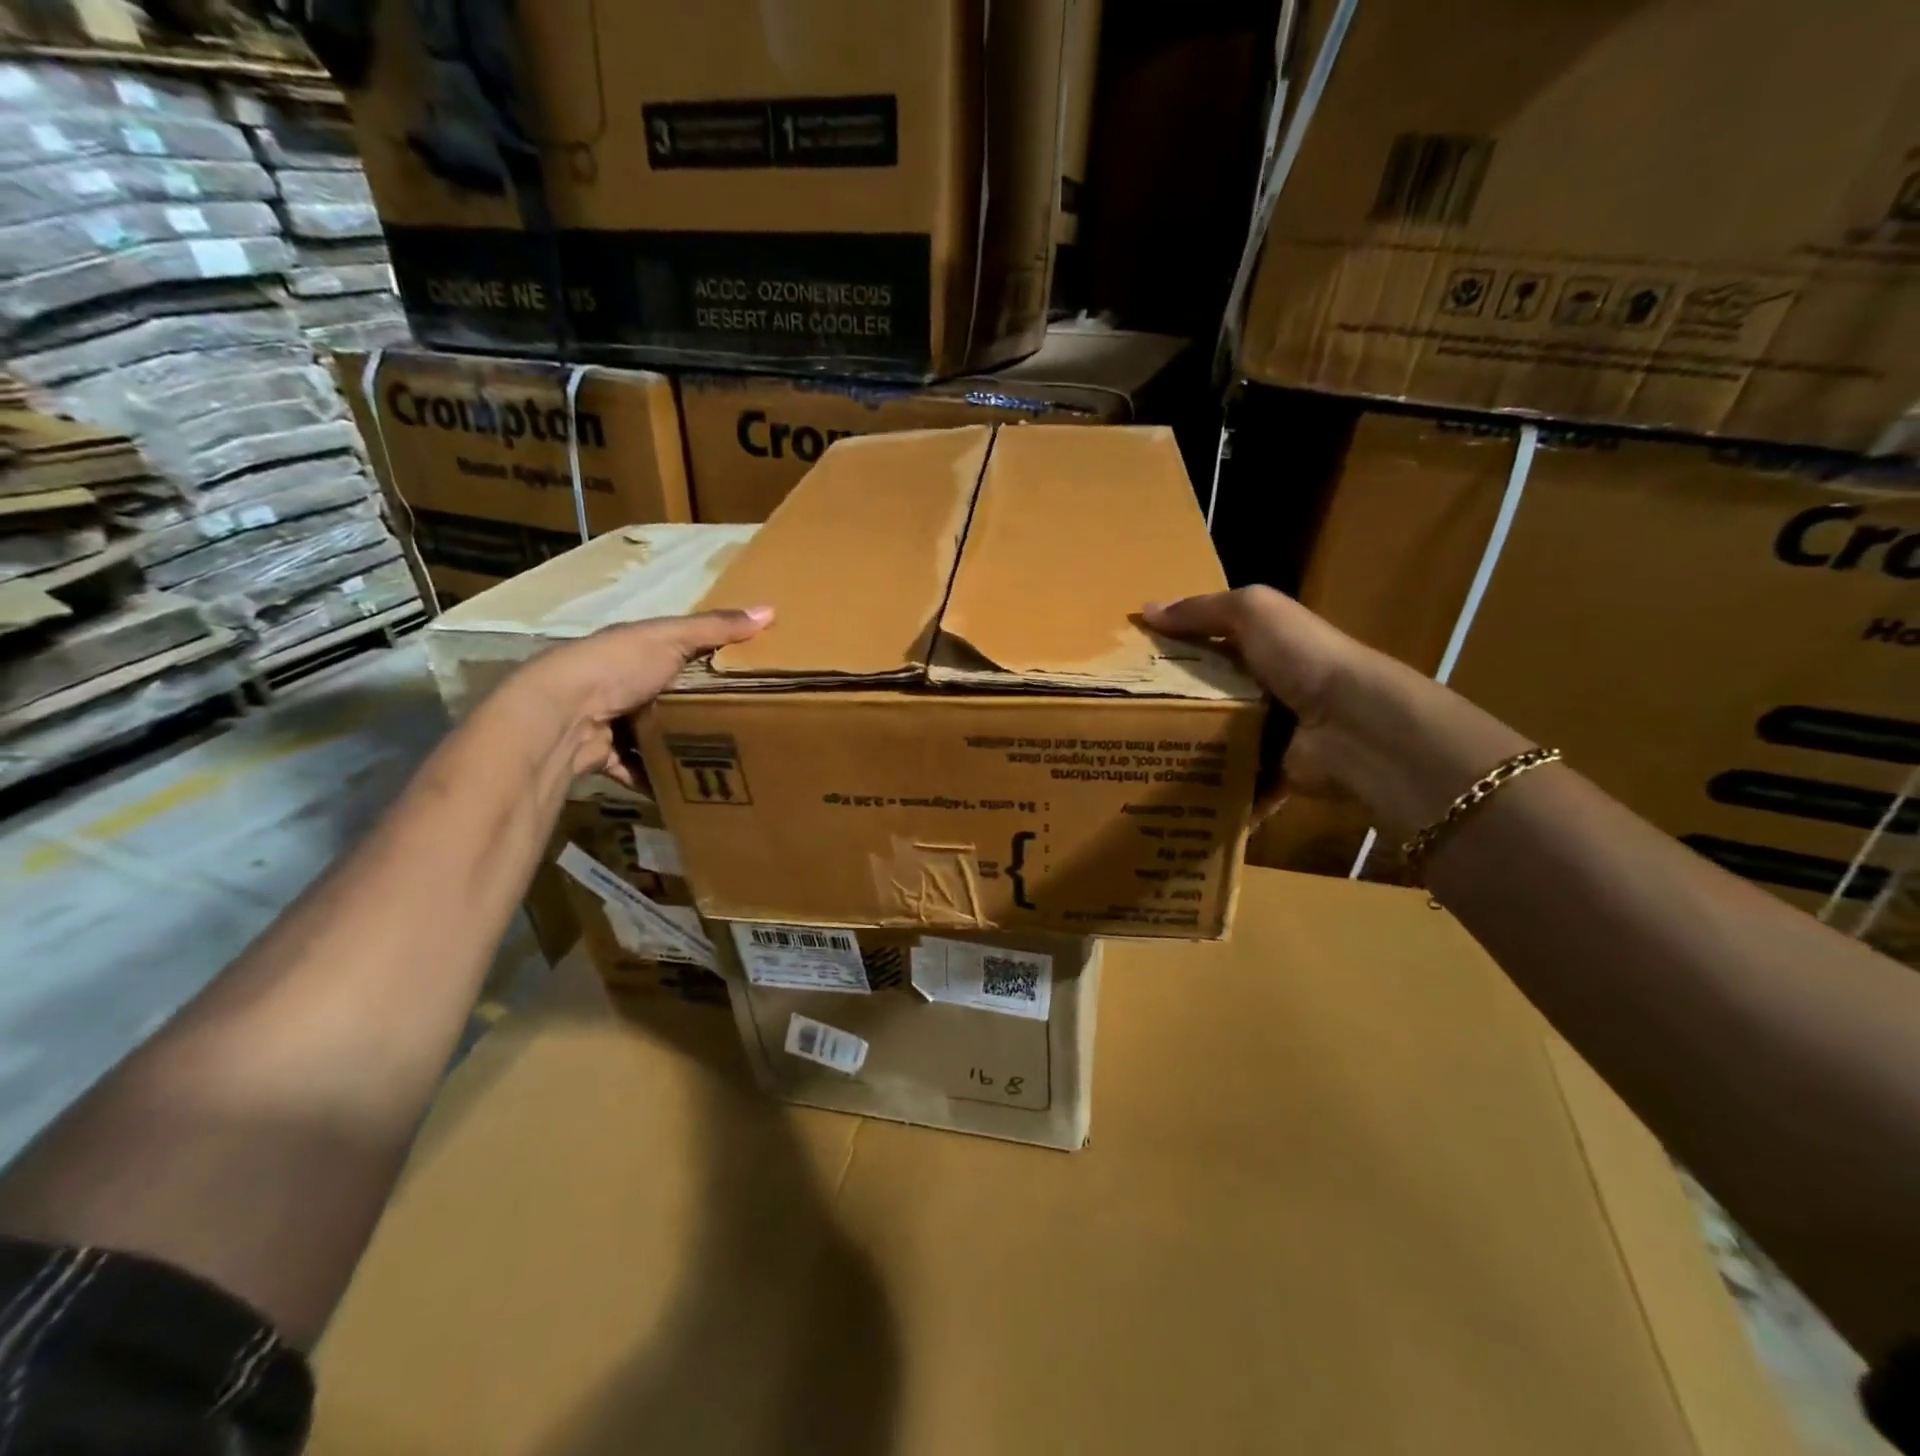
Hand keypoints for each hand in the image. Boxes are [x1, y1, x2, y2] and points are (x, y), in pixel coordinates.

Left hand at [509, 606, 772, 785]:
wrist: (562, 715)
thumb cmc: (618, 666)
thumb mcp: (672, 638)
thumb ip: (716, 628)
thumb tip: (770, 610)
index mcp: (635, 651)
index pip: (677, 652)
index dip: (708, 661)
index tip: (745, 676)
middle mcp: (619, 684)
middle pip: (667, 697)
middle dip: (696, 710)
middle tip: (740, 724)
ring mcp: (610, 721)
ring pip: (652, 735)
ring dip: (677, 747)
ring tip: (719, 759)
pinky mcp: (604, 756)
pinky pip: (636, 769)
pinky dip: (655, 779)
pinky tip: (685, 787)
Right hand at [1145, 587, 1528, 837]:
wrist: (1353, 726)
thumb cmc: (1302, 659)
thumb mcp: (1254, 611)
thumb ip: (1202, 609)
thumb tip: (1146, 610)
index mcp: (1265, 648)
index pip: (1209, 647)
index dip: (1171, 652)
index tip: (1126, 668)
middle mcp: (1268, 690)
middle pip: (1207, 698)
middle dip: (1170, 708)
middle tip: (1121, 721)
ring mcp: (1272, 735)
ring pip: (1216, 743)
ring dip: (1186, 753)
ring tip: (1137, 762)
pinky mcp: (1274, 775)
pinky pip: (1235, 785)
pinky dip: (1212, 794)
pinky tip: (1173, 797)